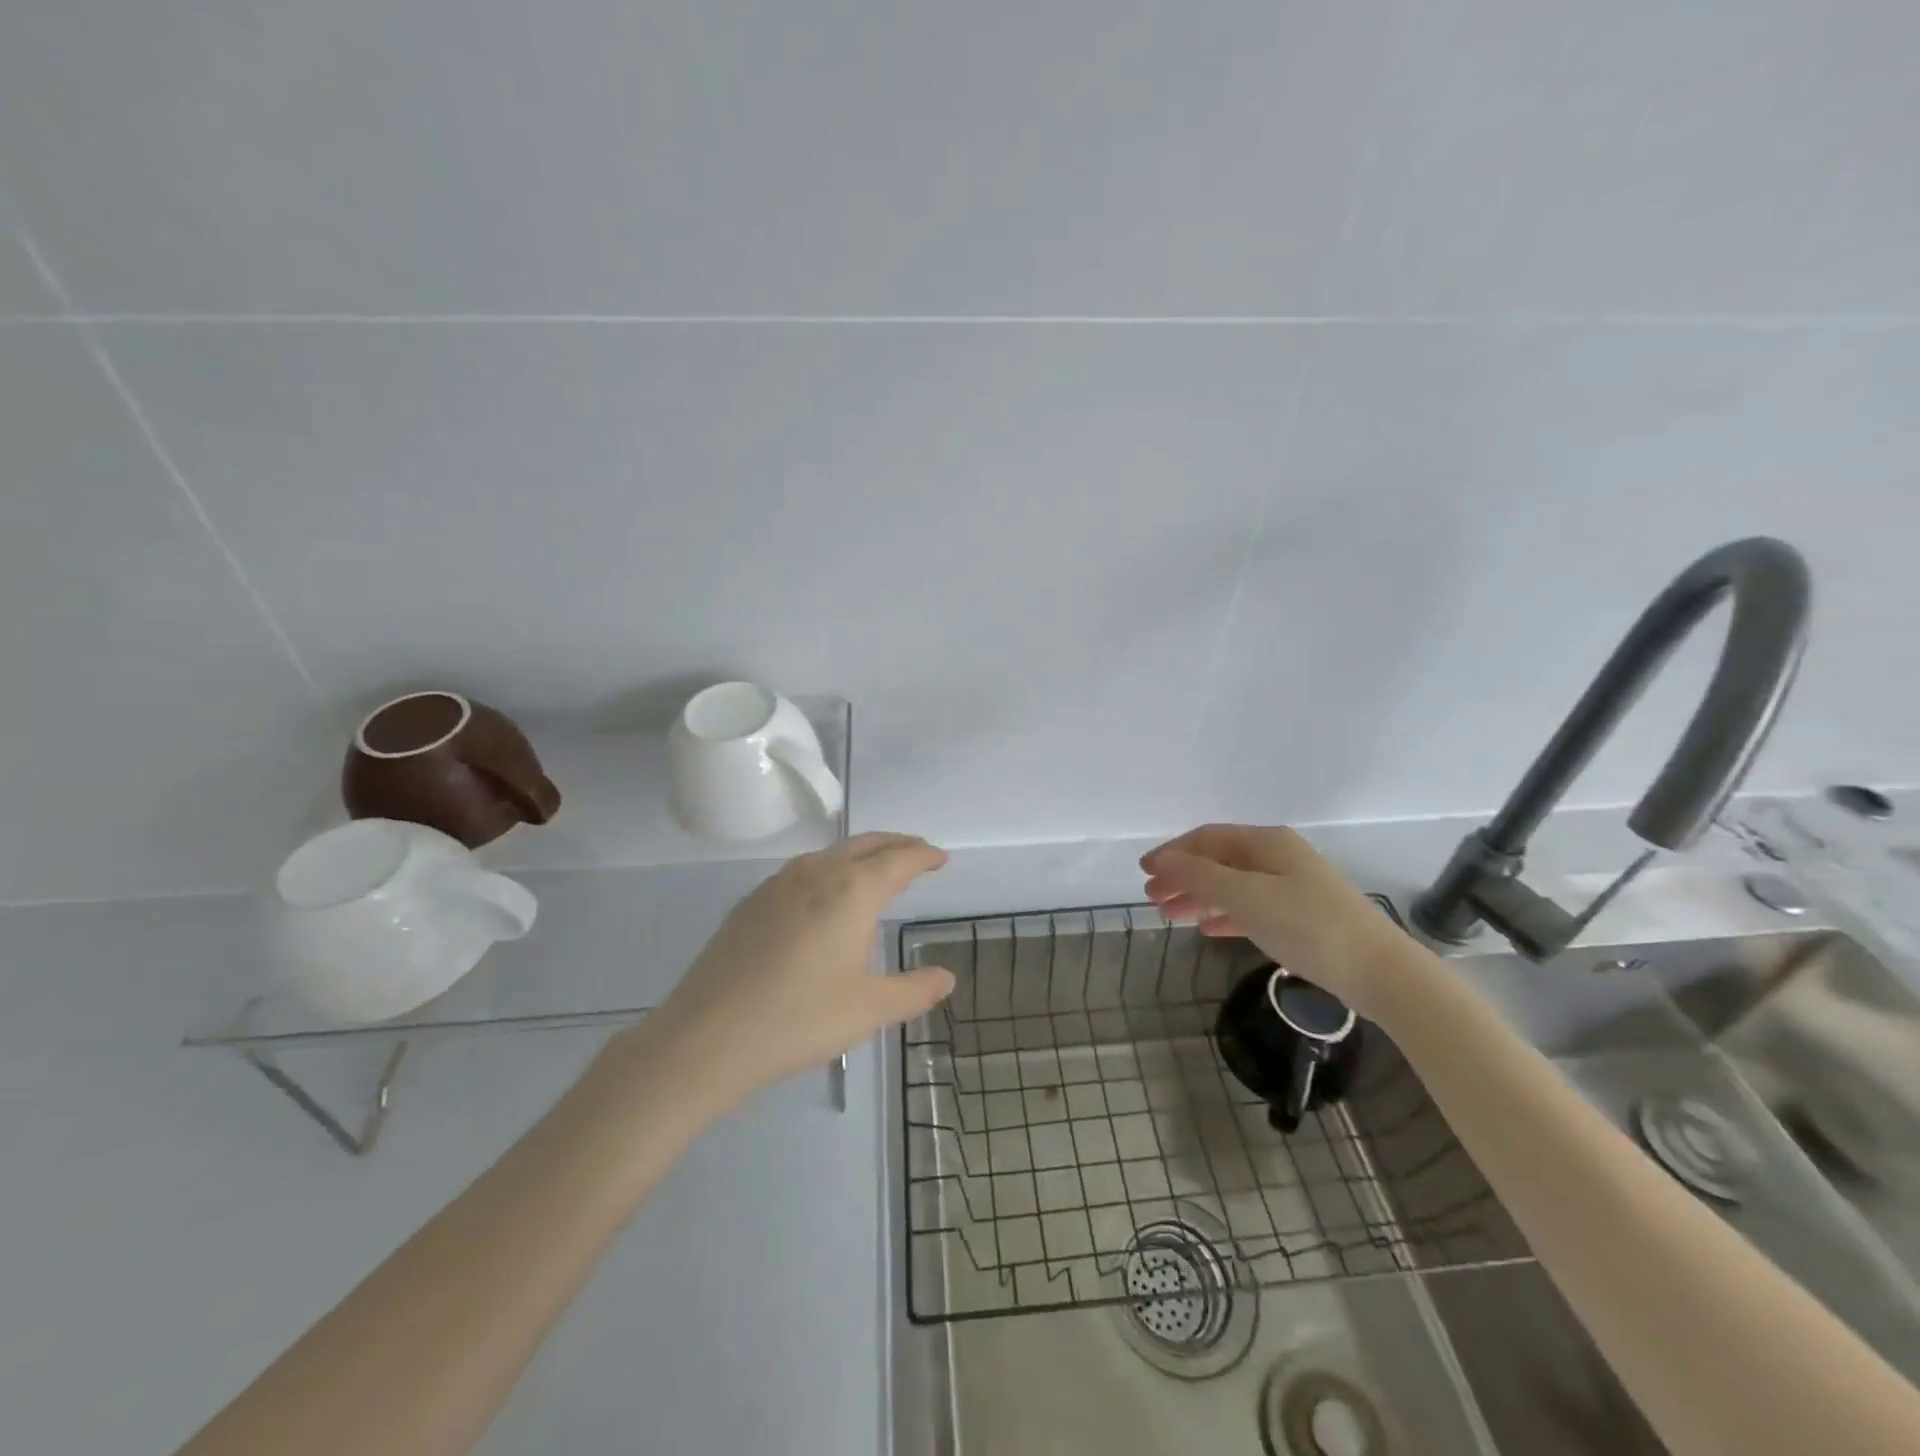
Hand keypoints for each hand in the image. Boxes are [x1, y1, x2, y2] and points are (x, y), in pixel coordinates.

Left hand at [654, 833, 955, 1101]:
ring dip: (861, 853)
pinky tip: (825, 895)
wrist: (708, 1036)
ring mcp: (779, 883)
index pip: (898, 860)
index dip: (923, 855)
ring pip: (832, 853)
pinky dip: (830, 868)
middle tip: (917, 851)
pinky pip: (804, 869)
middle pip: (866, 844)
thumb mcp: (869, 1010)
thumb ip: (914, 990)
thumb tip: (946, 979)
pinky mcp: (752, 901)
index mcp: (853, 891)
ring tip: (876, 869)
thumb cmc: (800, 1019)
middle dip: (896, 844)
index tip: (940, 858)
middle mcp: (818, 873)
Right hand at [1141, 824, 1416, 1019]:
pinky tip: (1208, 929)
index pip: (1207, 838)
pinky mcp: (1301, 917)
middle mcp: (1278, 857)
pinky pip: (1251, 908)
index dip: (1172, 852)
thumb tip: (1162, 859)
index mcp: (1266, 842)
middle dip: (1182, 876)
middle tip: (1151, 898)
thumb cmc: (1307, 925)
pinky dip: (1225, 915)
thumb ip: (1200, 876)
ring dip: (1199, 897)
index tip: (1143, 872)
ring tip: (1170, 915)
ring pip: (1232, 886)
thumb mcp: (1246, 897)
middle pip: (1218, 861)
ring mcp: (1292, 887)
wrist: (1380, 972)